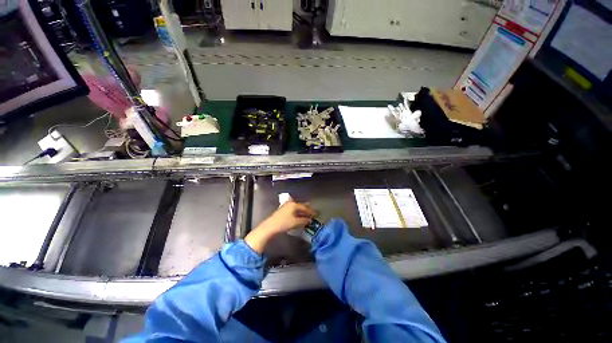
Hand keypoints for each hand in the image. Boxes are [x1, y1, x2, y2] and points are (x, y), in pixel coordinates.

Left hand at [262, 200, 316, 233]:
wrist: (270, 226)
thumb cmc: (284, 223)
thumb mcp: (295, 222)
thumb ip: (304, 221)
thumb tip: (309, 220)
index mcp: (294, 205)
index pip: (304, 207)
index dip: (310, 211)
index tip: (316, 214)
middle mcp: (290, 204)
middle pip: (300, 206)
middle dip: (306, 209)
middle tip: (312, 211)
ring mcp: (285, 206)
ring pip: (296, 208)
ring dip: (301, 211)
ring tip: (306, 212)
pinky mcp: (282, 210)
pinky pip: (292, 210)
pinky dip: (296, 212)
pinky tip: (298, 215)